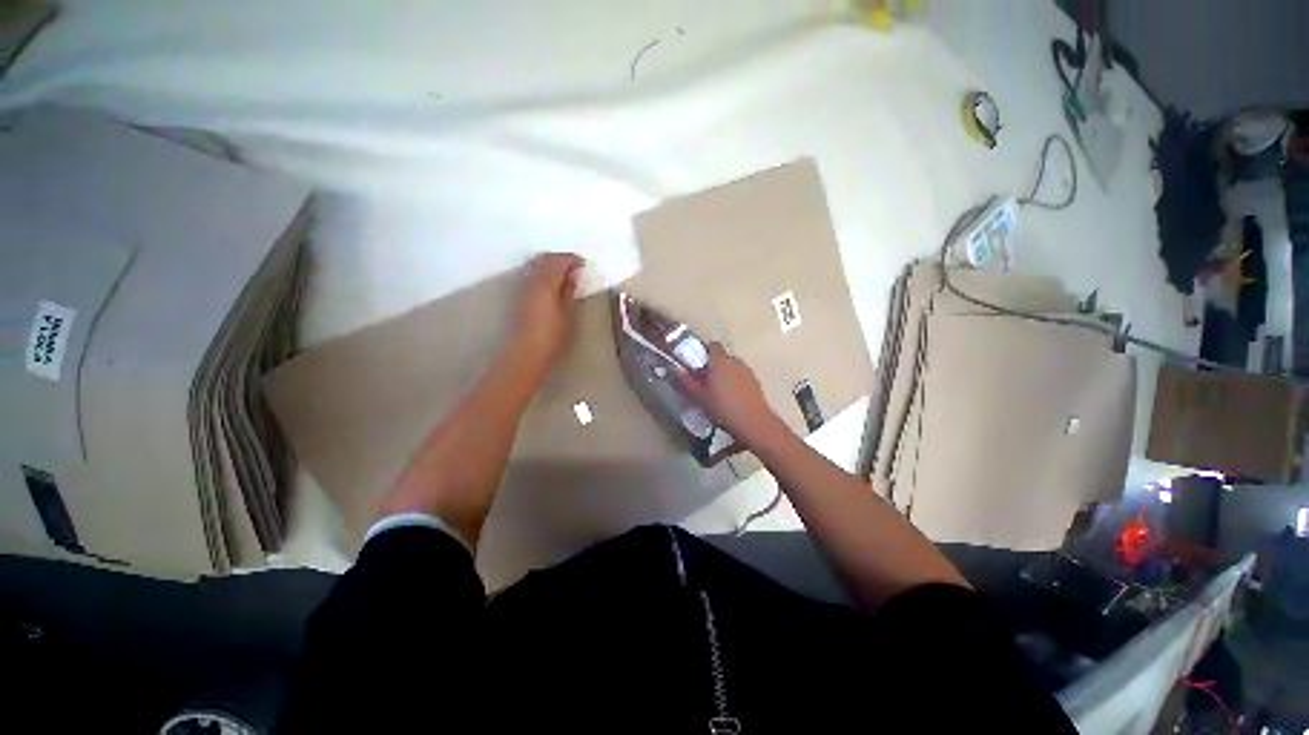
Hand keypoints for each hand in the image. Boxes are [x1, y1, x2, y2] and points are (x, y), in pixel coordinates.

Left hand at [507, 252, 583, 367]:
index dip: (572, 259)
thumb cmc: (552, 334)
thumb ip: (569, 290)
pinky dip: (542, 270)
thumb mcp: (568, 312)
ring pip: (535, 263)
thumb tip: (573, 273)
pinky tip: (550, 281)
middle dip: (560, 258)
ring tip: (563, 273)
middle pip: (544, 258)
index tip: (583, 263)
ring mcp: (523, 285)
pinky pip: (531, 272)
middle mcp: (532, 279)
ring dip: (549, 263)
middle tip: (574, 266)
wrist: (526, 349)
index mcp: (547, 282)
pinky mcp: (518, 294)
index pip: (559, 261)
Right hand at [671, 343, 784, 448]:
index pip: (711, 345)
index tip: (693, 366)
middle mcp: (735, 361)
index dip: (701, 353)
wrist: (754, 424)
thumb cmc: (723, 408)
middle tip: (701, 382)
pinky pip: (739, 377)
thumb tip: (671, 371)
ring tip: (715, 393)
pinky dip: (733, 383)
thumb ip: (683, 383)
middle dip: (710, 366)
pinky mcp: (755, 383)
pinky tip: (729, 400)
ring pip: (731, 367)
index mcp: (720, 361)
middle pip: (720, 357)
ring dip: (722, 375)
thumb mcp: (698, 397)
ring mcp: (747, 371)